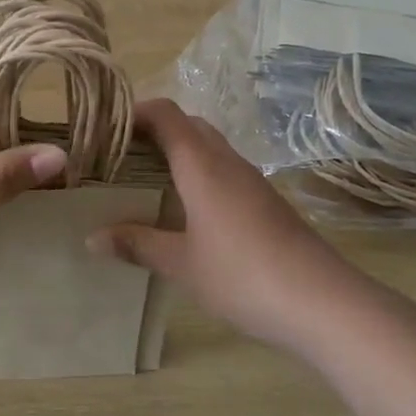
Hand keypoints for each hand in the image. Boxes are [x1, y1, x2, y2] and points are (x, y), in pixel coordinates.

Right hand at [88, 100, 351, 354]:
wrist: (323, 303)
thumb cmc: (243, 275)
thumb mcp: (181, 264)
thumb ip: (137, 244)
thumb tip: (92, 238)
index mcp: (202, 165)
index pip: (164, 114)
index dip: (133, 112)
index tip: (104, 127)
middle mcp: (227, 162)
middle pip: (187, 124)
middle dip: (152, 131)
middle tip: (118, 154)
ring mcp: (251, 180)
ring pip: (208, 147)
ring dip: (176, 152)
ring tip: (143, 178)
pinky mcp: (266, 201)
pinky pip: (223, 170)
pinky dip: (197, 173)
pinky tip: (183, 208)